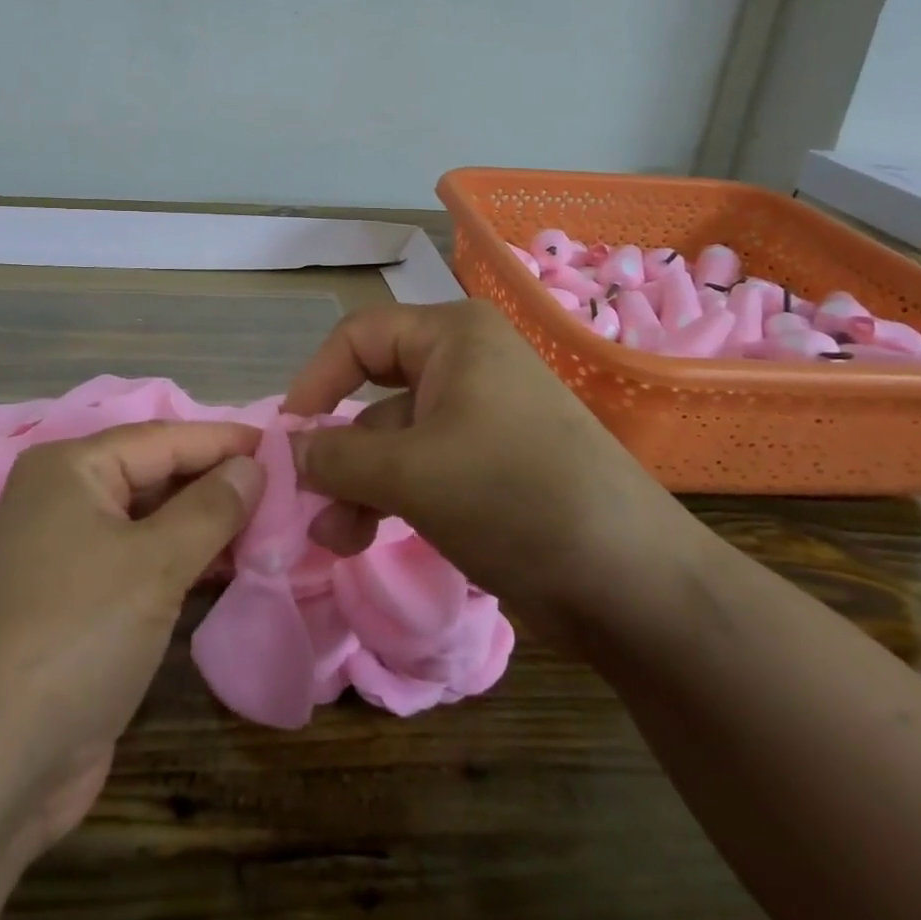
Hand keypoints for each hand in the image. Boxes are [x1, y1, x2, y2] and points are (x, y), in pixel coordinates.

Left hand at [0, 420, 264, 856]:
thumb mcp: (154, 563)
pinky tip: (228, 572)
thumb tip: (254, 465)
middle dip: (219, 485)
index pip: (165, 439)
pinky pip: (140, 567)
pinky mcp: (74, 607)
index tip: (286, 445)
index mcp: (71, 469)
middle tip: (287, 492)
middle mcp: (63, 500)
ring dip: (206, 527)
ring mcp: (65, 556)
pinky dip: (183, 565)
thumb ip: (212, 507)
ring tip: (272, 530)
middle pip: (157, 477)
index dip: (227, 441)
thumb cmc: (75, 635)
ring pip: (151, 524)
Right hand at [282, 300, 703, 645]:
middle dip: (337, 449)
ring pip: (395, 439)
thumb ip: (336, 455)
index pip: (358, 337)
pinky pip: (422, 468)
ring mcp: (479, 417)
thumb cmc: (512, 495)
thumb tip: (289, 449)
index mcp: (453, 336)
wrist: (632, 583)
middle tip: (305, 497)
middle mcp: (465, 364)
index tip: (287, 435)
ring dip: (358, 485)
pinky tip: (363, 539)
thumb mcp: (410, 472)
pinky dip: (389, 498)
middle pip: (373, 391)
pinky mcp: (489, 465)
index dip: (316, 381)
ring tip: (334, 538)